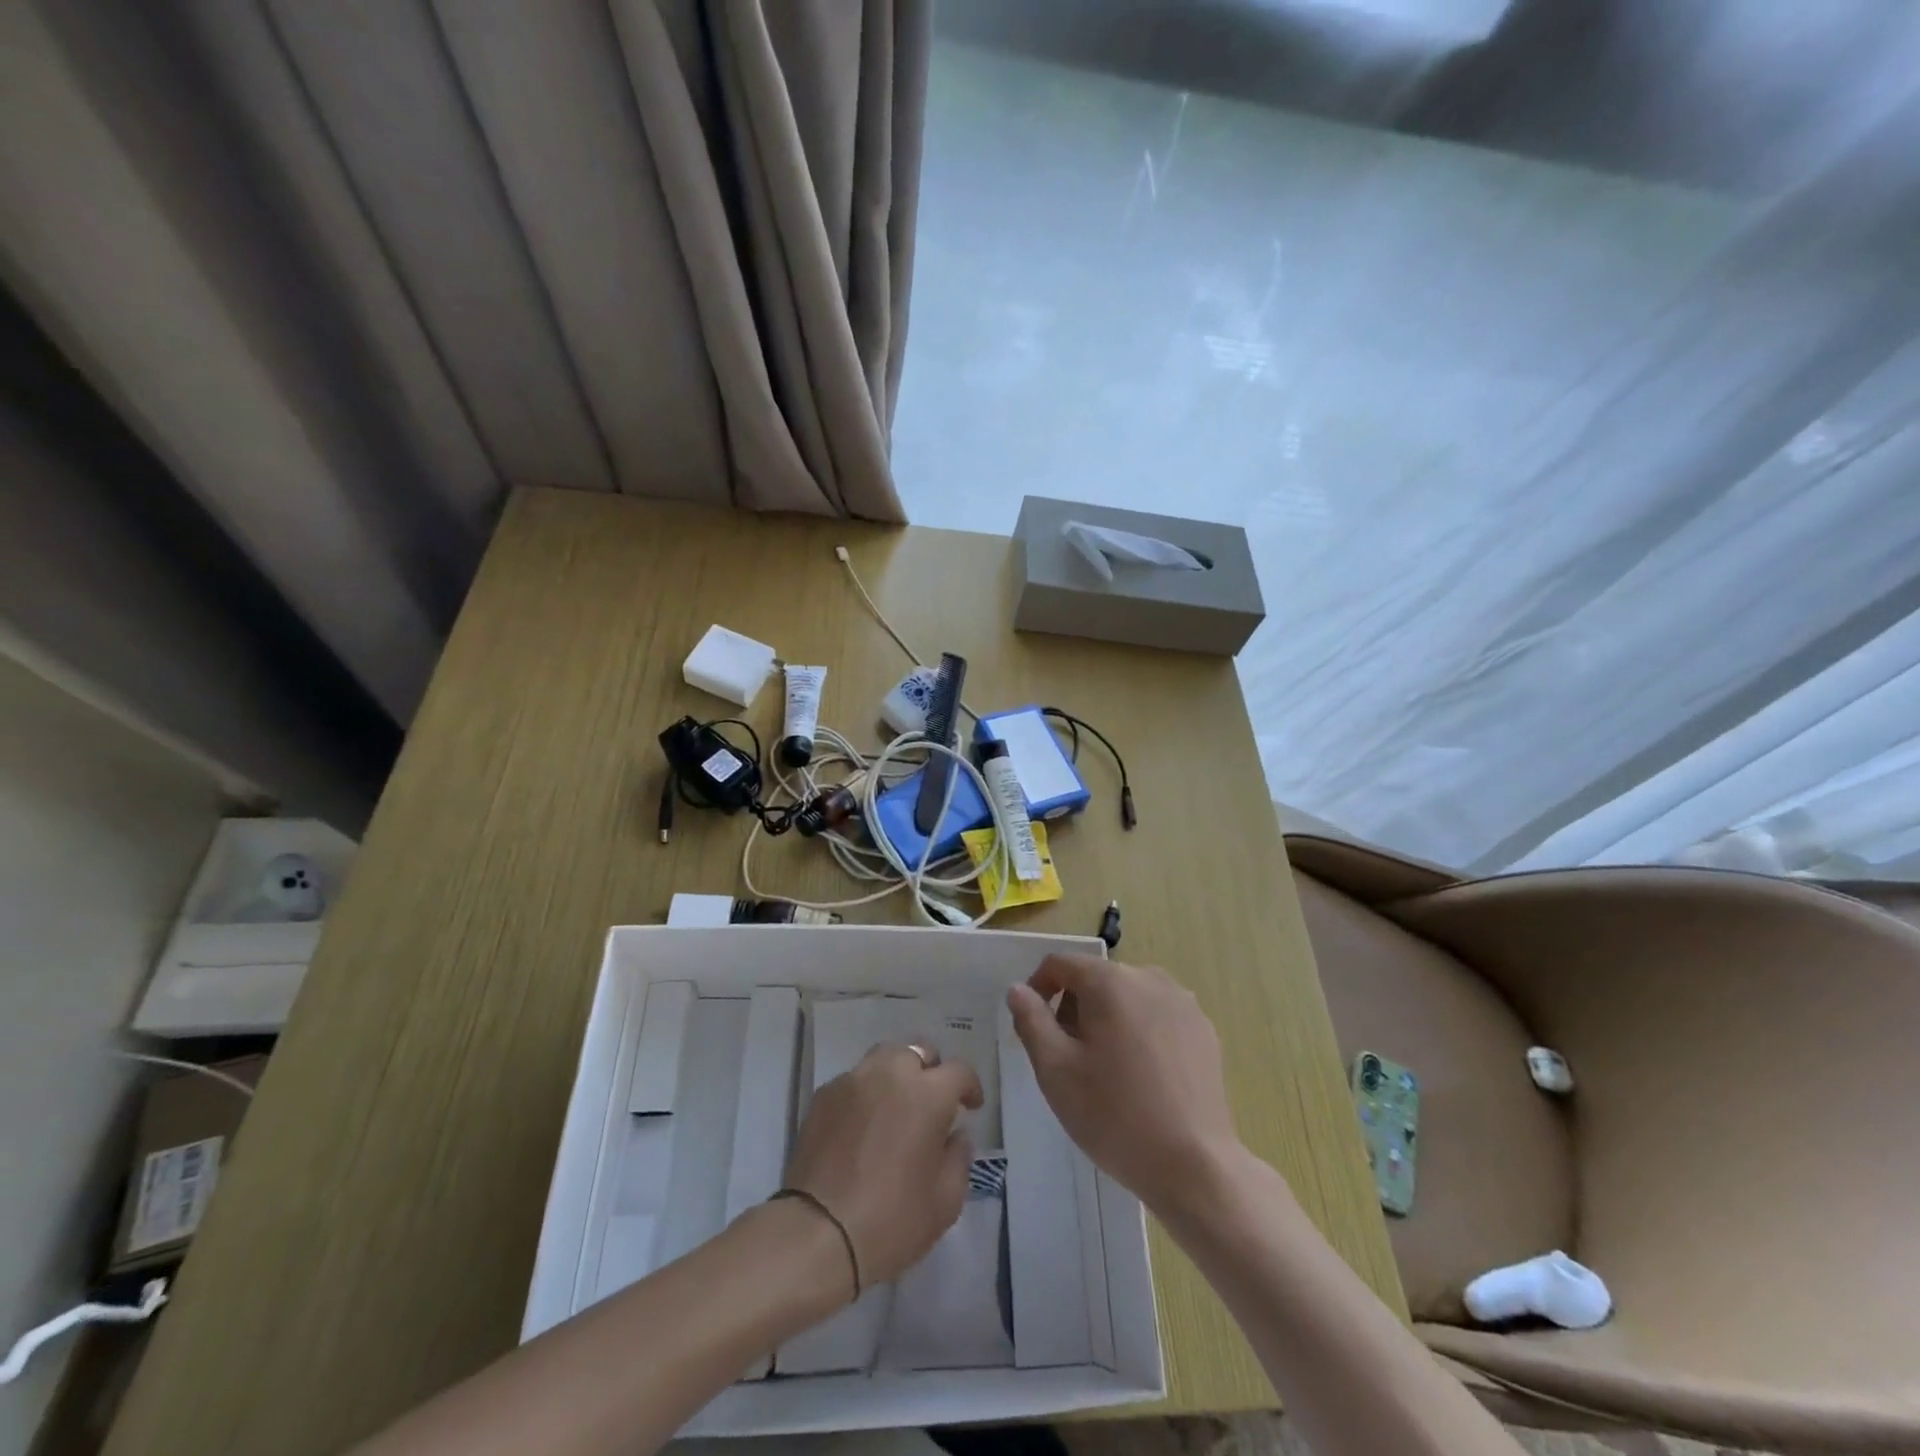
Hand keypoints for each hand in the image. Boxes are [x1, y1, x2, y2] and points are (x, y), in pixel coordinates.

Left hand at [783, 1045, 982, 1289]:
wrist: (818, 1233)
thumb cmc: (892, 1220)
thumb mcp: (946, 1201)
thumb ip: (959, 1158)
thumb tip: (956, 1134)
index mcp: (928, 1094)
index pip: (959, 1071)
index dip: (969, 1086)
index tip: (970, 1106)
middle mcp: (891, 1073)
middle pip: (918, 1052)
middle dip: (931, 1071)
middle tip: (932, 1102)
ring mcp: (854, 1080)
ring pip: (884, 1058)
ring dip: (897, 1074)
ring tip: (896, 1105)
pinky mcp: (824, 1094)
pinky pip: (854, 1080)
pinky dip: (866, 1092)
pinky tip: (863, 1123)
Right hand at [1007, 953, 1240, 1214]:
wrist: (1194, 1166)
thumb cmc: (1114, 1115)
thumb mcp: (1055, 1070)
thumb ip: (1031, 1021)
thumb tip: (1019, 990)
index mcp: (1110, 981)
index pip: (1060, 963)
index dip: (1038, 988)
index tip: (1034, 1027)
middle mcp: (1149, 977)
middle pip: (1096, 979)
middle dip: (1074, 1009)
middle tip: (1069, 1059)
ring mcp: (1183, 1002)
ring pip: (1128, 997)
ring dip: (1107, 1020)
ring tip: (1106, 1071)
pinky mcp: (1204, 1029)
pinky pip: (1157, 1016)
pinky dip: (1140, 1032)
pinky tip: (1143, 1078)